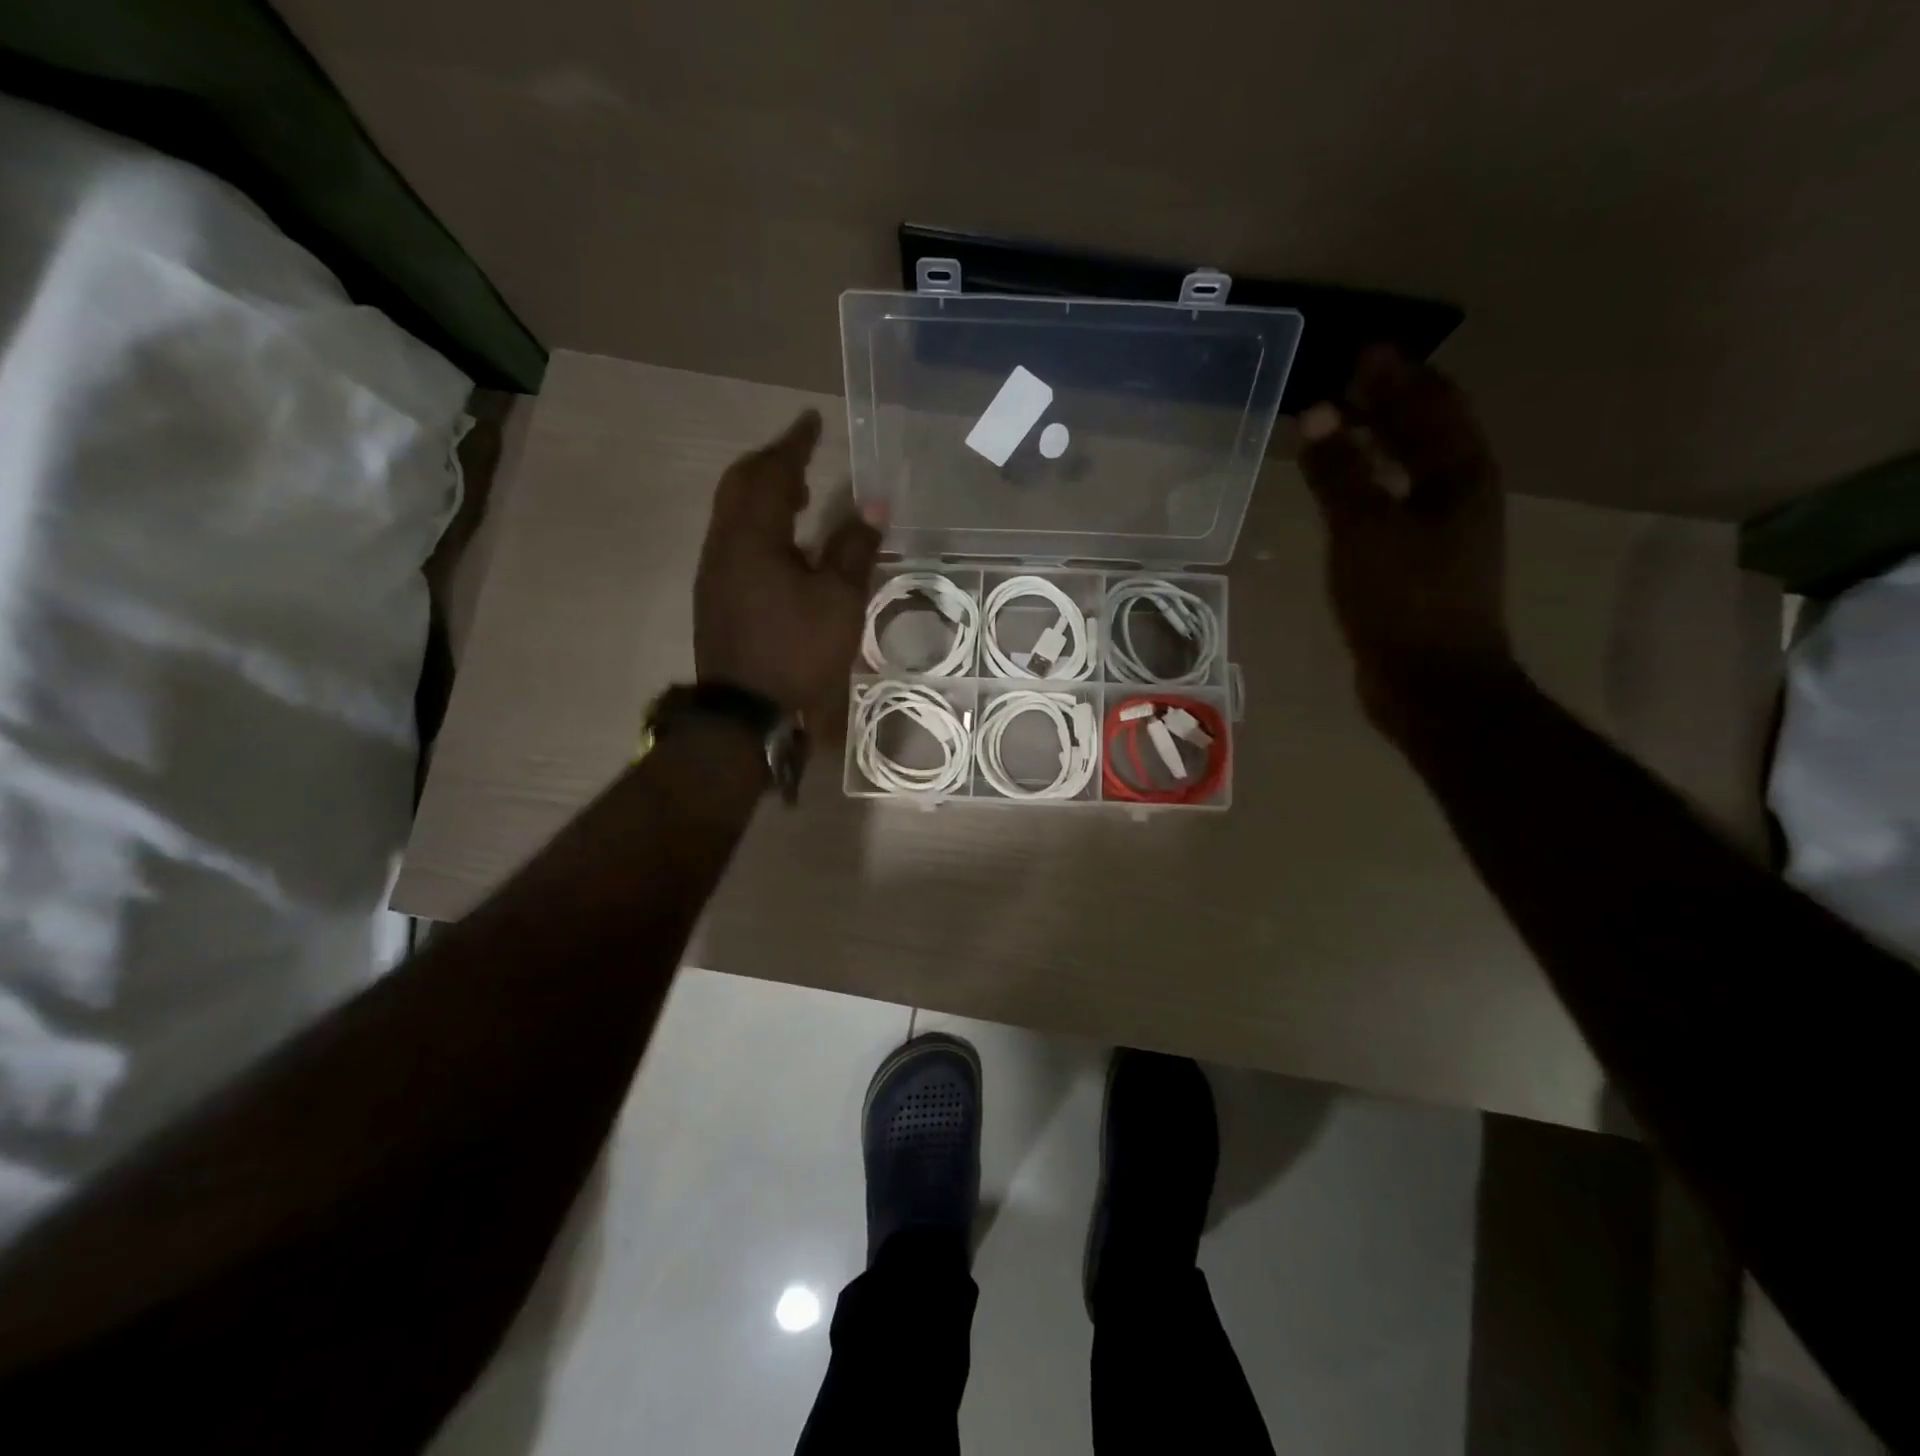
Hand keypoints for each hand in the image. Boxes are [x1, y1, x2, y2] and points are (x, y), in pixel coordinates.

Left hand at [696, 411, 880, 713]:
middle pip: (740, 485)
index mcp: (752, 536)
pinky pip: (734, 540)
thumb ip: (854, 548)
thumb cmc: (796, 651)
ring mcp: (714, 571)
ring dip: (763, 494)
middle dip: (771, 463)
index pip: (772, 473)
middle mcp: (723, 544)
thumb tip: (875, 503)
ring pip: (733, 513)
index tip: (811, 420)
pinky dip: (758, 524)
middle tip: (803, 453)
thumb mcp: (838, 600)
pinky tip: (783, 543)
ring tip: (799, 493)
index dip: (794, 444)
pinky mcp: (716, 596)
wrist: (744, 713)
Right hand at [1297, 347, 1514, 737]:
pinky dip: (1370, 483)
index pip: (1432, 403)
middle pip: (1428, 430)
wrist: (1430, 683)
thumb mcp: (1365, 530)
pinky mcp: (1420, 563)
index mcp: (1460, 474)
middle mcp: (1461, 493)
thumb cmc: (1403, 601)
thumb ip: (1340, 472)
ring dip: (1379, 441)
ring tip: (1339, 426)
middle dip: (1389, 401)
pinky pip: (1394, 502)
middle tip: (1345, 381)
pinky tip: (1343, 491)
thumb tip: (1319, 414)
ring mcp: (1444, 531)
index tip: (1359, 351)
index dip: (1398, 374)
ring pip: (1411, 467)